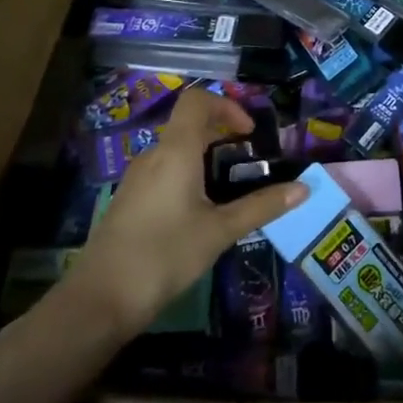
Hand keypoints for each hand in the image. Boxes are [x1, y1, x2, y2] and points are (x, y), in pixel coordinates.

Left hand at [58, 89, 306, 337]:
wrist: (99, 301)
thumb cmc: (164, 255)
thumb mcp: (220, 231)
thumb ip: (261, 207)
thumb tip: (304, 189)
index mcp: (175, 152)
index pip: (197, 101)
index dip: (227, 106)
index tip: (249, 134)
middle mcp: (153, 156)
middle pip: (189, 125)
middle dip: (222, 135)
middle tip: (250, 162)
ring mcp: (137, 179)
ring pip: (176, 151)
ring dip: (206, 159)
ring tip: (231, 190)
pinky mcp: (130, 201)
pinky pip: (164, 173)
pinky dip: (189, 177)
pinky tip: (202, 213)